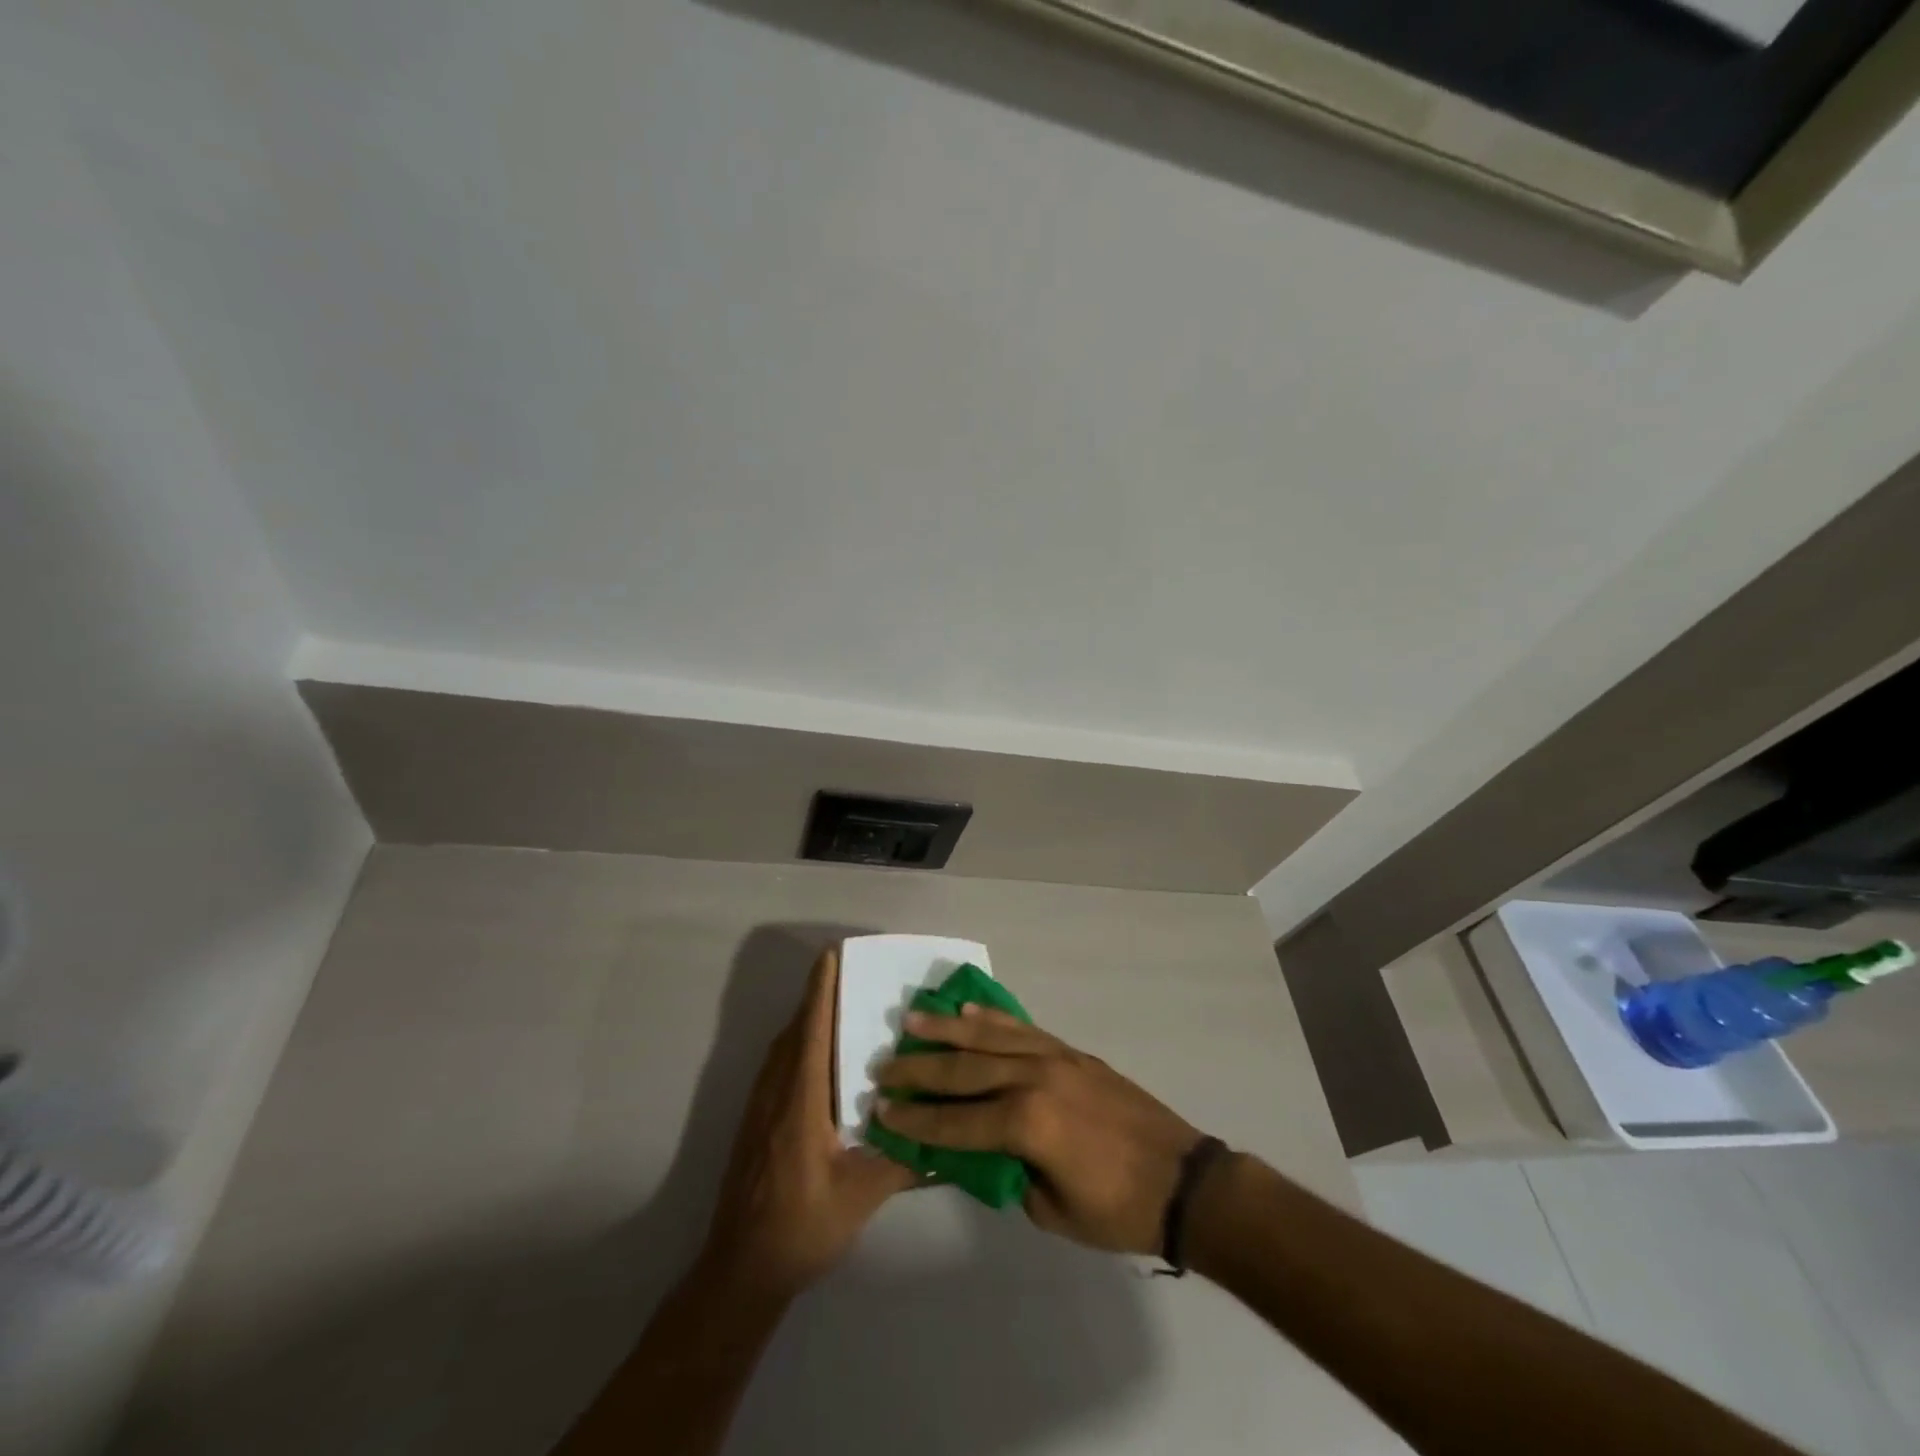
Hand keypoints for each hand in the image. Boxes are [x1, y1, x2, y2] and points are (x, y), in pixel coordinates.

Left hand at [702, 946, 918, 1297]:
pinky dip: (798, 1045)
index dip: (820, 991)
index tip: (831, 955)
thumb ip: (904, 1160)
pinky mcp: (756, 1123)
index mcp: (801, 1101)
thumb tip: (947, 1135)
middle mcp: (776, 1093)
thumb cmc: (801, 1227)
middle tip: (849, 973)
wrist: (740, 1271)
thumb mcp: (862, 1195)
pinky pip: (778, 1066)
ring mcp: (760, 1107)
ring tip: (840, 1006)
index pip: (812, 1031)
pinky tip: (822, 1059)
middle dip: (818, 997)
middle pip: (796, 1031)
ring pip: (783, 1048)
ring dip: (807, 1020)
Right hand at [873, 1007, 1203, 1254]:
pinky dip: (990, 1018)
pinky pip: (1021, 1028)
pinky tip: (966, 1010)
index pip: (956, 1120)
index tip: (881, 1111)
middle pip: (963, 1070)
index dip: (916, 1120)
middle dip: (919, 1069)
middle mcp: (1033, 1078)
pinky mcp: (1070, 1050)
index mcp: (1027, 1123)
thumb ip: (1007, 1175)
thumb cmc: (1117, 1208)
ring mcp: (1054, 1057)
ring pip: (988, 1037)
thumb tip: (976, 1152)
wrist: (1181, 1178)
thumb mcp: (1051, 1211)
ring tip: (911, 1020)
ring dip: (946, 1029)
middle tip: (883, 1065)